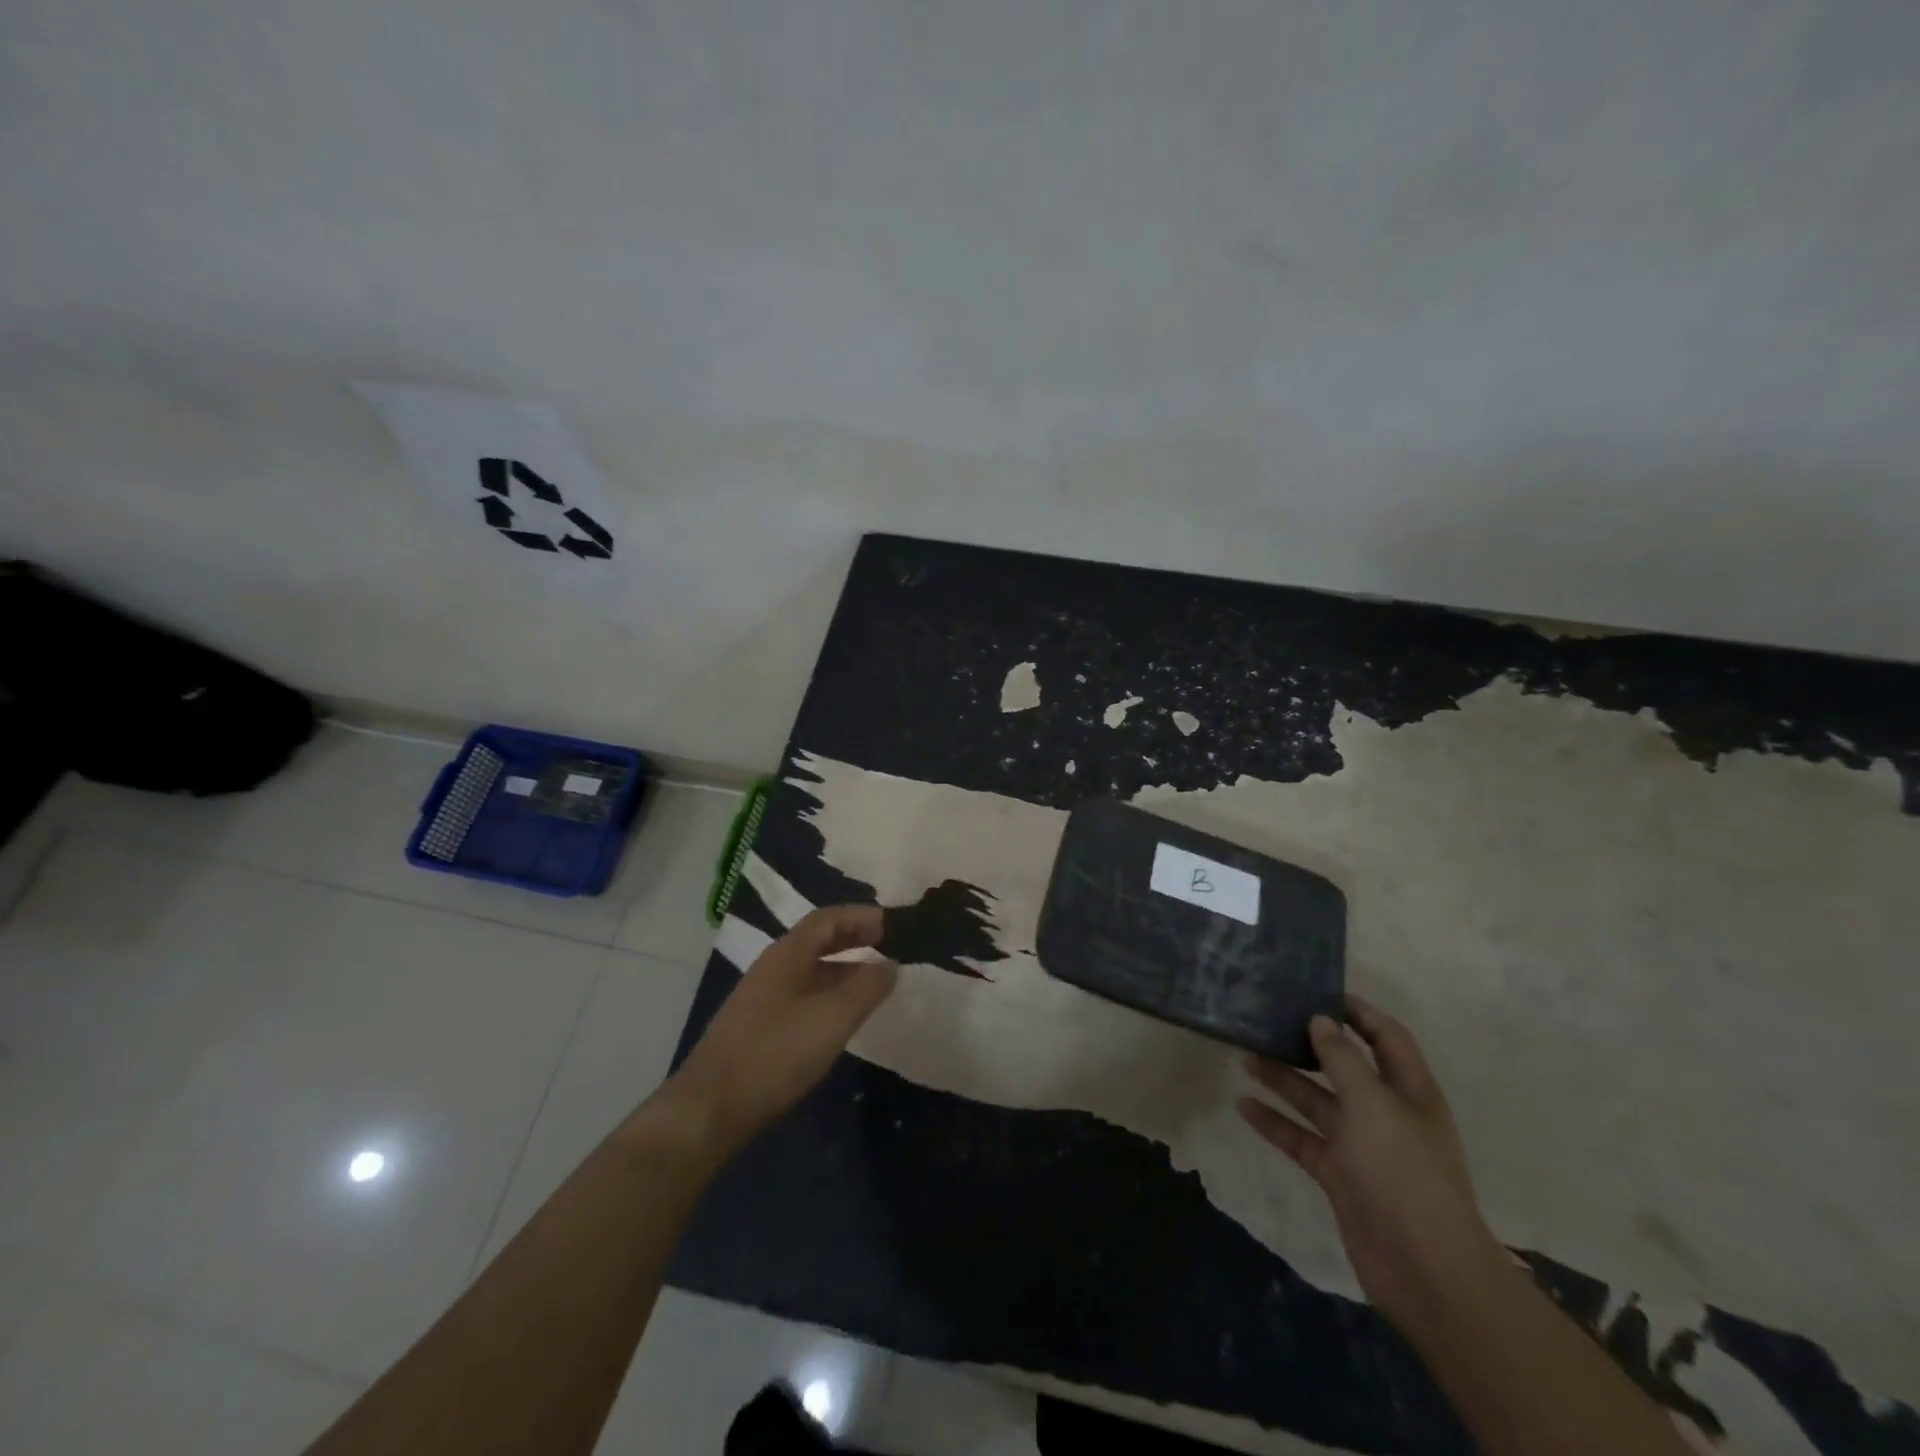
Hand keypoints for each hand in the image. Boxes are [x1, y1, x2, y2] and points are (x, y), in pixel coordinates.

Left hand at [669, 905, 898, 1154]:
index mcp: (787, 955)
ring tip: (874, 981)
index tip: (891, 923)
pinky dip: (828, 994)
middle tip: (887, 945)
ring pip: (810, 971)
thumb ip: (867, 987)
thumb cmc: (775, 1053)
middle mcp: (773, 968)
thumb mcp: (832, 1018)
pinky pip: (802, 996)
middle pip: (817, 941)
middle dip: (853, 938)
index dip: (859, 916)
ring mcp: (762, 998)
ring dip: (843, 968)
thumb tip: (891, 964)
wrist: (710, 1109)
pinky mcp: (759, 1028)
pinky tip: (841, 1016)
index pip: (827, 919)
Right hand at [1237, 996, 1503, 1333]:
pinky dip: (1274, 1122)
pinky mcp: (1339, 1176)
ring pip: (1317, 1102)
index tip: (1317, 990)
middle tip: (1269, 1020)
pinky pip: (1301, 1139)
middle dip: (1310, 1044)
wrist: (1425, 1271)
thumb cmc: (1404, 1173)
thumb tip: (1319, 1019)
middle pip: (1344, 1067)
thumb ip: (1342, 1059)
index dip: (1358, 1013)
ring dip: (1284, 1080)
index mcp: (1409, 1092)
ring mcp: (1362, 1147)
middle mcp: (1386, 1114)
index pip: (1386, 1037)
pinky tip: (1242, 1105)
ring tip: (1244, 1055)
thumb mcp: (1373, 1105)